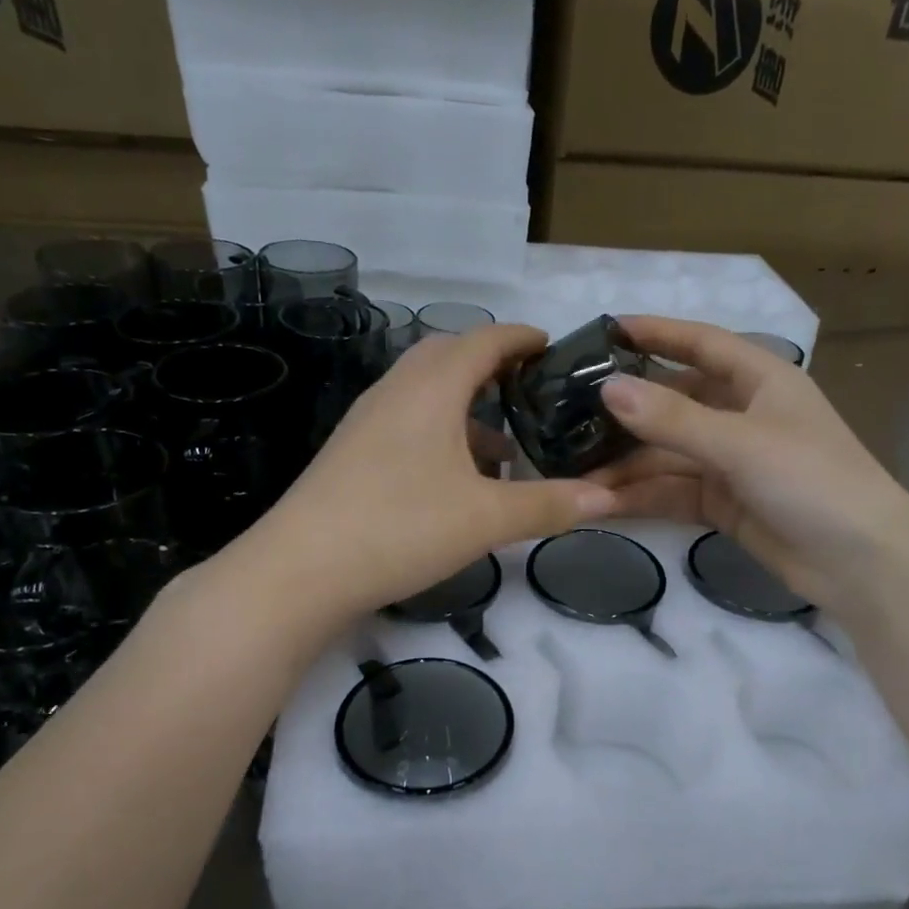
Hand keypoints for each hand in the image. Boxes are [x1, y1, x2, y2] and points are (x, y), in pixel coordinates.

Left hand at [240, 324, 616, 618]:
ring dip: (466, 406)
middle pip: (447, 356)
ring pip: (425, 393)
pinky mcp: (352, 453)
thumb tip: (608, 497)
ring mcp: (367, 422)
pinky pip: (406, 422)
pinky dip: (440, 433)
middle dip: (491, 365)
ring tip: (504, 446)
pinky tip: (457, 478)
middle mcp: (395, 392)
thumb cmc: (400, 527)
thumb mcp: (486, 519)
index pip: (482, 340)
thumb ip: (548, 505)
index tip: (552, 345)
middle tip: (531, 390)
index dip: (520, 338)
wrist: (300, 570)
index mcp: (430, 389)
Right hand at [592, 316, 908, 611]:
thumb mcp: (741, 442)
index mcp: (760, 380)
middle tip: (568, 417)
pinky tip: (602, 503)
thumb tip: (608, 389)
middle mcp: (742, 415)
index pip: (700, 344)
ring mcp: (731, 462)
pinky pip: (673, 492)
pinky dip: (641, 497)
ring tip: (573, 475)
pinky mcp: (723, 504)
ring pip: (667, 455)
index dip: (655, 334)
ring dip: (626, 466)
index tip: (603, 331)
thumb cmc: (811, 480)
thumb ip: (673, 419)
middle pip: (673, 403)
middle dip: (626, 414)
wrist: (860, 563)